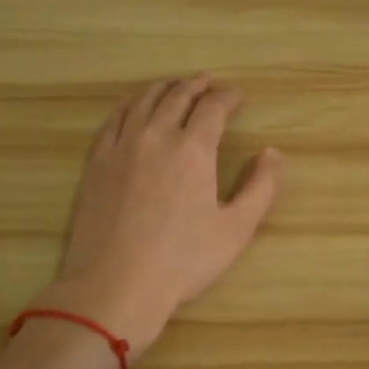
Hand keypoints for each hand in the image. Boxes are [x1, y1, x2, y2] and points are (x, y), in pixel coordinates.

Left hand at [37, 77, 279, 358]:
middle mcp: (156, 136)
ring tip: (175, 85)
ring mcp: (121, 146)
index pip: (213, 107)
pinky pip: (113, 119)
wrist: (115, 285)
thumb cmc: (183, 261)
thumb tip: (272, 152)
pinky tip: (134, 105)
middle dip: (197, 85)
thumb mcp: (236, 229)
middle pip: (178, 96)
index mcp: (193, 149)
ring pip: (144, 101)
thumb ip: (261, 187)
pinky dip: (129, 104)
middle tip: (209, 83)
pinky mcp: (96, 162)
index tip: (238, 97)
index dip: (228, 96)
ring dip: (164, 88)